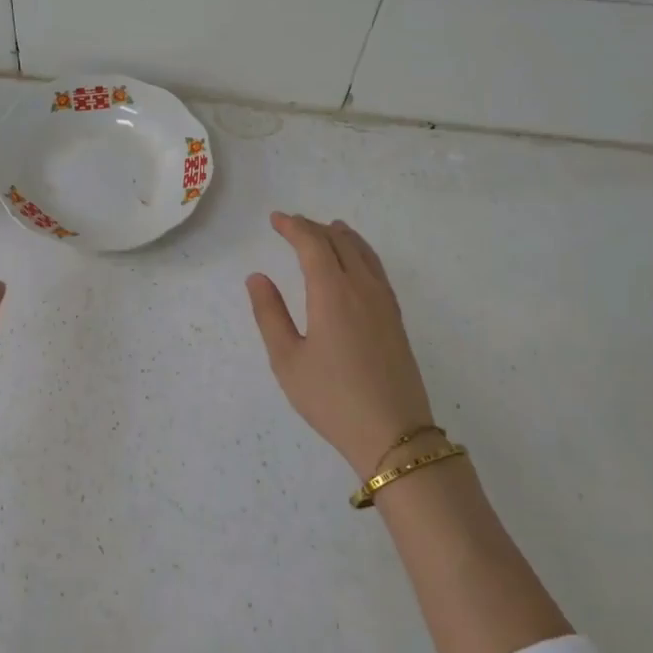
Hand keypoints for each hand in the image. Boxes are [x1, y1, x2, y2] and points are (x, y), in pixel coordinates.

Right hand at [247, 212, 434, 477]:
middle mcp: (362, 288)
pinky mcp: (396, 319)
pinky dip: (361, 253)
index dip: (293, 227)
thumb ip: (270, 314)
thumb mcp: (287, 360)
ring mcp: (384, 302)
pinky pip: (377, 270)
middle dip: (314, 228)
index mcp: (332, 293)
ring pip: (364, 253)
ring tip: (328, 229)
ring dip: (342, 237)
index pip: (313, 244)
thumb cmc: (331, 398)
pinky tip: (356, 264)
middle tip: (292, 225)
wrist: (393, 433)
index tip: (275, 219)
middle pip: (340, 242)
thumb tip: (257, 277)